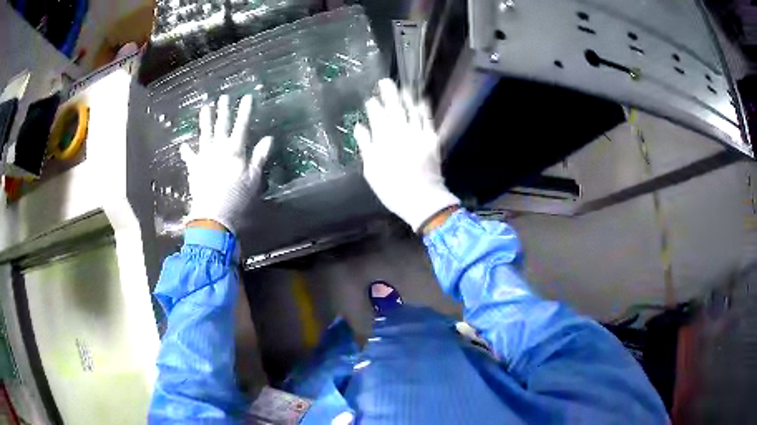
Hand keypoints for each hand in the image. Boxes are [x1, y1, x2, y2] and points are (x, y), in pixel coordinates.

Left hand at [180, 94, 271, 234]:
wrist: (213, 215)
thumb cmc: (237, 199)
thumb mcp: (253, 179)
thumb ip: (259, 157)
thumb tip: (268, 139)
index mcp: (235, 150)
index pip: (241, 125)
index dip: (244, 111)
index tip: (246, 97)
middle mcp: (218, 149)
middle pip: (221, 125)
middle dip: (223, 110)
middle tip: (223, 97)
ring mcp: (204, 157)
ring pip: (204, 134)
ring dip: (205, 120)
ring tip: (205, 108)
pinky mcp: (194, 169)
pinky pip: (189, 157)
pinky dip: (186, 151)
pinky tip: (183, 145)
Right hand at [354, 79, 459, 231]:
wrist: (423, 200)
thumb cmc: (393, 189)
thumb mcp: (372, 171)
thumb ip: (366, 146)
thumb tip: (360, 127)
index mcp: (384, 141)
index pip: (377, 117)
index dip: (373, 107)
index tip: (370, 100)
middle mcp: (401, 133)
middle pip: (394, 109)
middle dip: (389, 94)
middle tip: (385, 81)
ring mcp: (418, 135)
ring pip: (411, 112)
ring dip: (406, 99)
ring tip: (403, 88)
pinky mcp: (432, 141)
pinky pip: (427, 121)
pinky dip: (424, 110)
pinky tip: (421, 101)